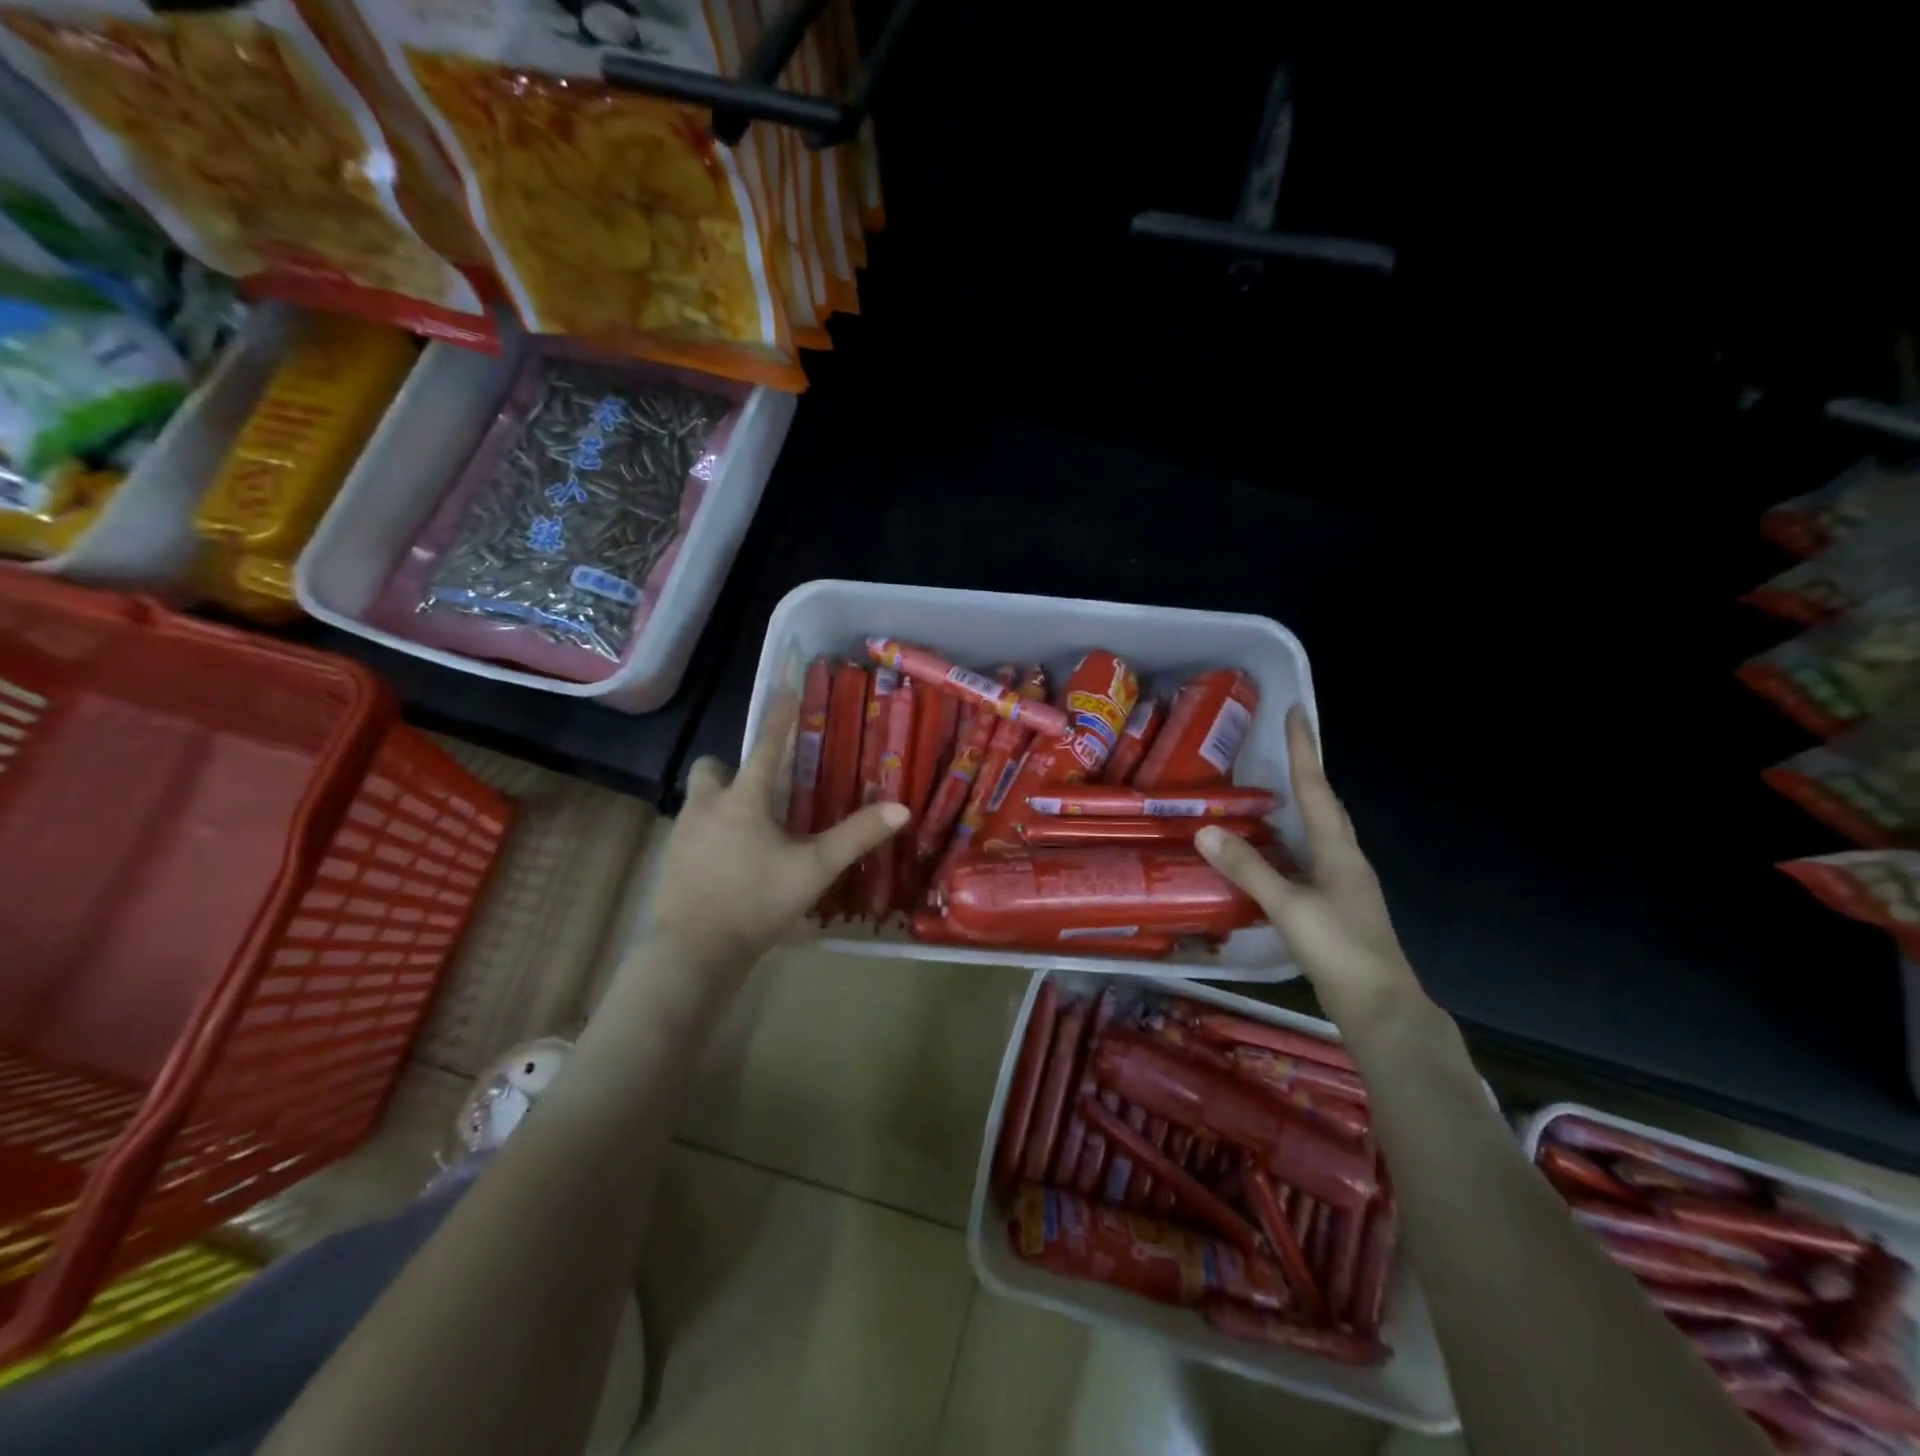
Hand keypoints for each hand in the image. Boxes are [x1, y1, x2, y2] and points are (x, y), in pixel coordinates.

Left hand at [651, 693, 907, 968]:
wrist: (695, 951)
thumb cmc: (758, 901)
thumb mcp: (815, 869)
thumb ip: (856, 836)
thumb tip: (901, 809)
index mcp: (743, 800)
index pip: (764, 746)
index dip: (779, 718)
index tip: (786, 689)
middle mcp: (707, 806)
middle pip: (712, 768)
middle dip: (732, 768)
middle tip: (760, 789)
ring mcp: (682, 834)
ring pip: (699, 800)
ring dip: (721, 802)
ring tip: (751, 829)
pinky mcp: (671, 861)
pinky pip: (692, 831)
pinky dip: (711, 834)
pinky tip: (731, 861)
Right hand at [1196, 707, 1421, 1029]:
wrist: (1381, 1007)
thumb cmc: (1339, 949)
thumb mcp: (1288, 906)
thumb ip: (1248, 868)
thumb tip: (1205, 830)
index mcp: (1338, 851)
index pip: (1317, 789)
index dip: (1306, 750)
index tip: (1299, 712)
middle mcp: (1346, 860)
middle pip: (1326, 806)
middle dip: (1308, 772)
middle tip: (1286, 745)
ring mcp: (1345, 885)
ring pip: (1321, 833)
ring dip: (1302, 807)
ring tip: (1274, 791)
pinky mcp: (1338, 907)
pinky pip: (1312, 859)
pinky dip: (1293, 844)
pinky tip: (1275, 854)